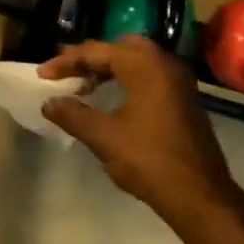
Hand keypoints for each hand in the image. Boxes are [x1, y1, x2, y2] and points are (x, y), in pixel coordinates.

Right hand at [39, 38, 236, 218]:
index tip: (42, 76)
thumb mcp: (104, 137)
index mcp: (145, 65)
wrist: (200, 196)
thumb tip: (49, 103)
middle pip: (120, 48)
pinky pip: (150, 76)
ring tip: (84, 88)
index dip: (66, 62)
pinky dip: (127, 80)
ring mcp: (179, 82)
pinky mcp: (184, 99)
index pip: (98, 51)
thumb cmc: (149, 160)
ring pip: (137, 61)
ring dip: (109, 70)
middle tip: (67, 74)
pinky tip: (112, 102)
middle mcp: (165, 64)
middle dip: (91, 59)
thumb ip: (73, 115)